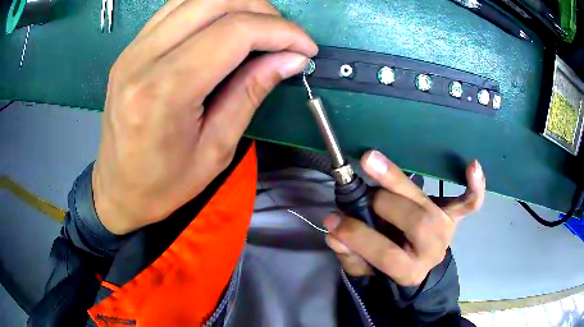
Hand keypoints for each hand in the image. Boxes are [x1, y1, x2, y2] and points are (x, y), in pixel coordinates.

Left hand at [92, 0, 317, 234]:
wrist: (118, 189)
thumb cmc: (164, 184)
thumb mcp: (216, 149)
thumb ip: (251, 92)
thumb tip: (291, 58)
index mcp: (163, 92)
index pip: (234, 32)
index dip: (281, 31)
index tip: (306, 47)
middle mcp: (142, 58)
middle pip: (215, 1)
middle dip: (262, 10)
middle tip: (283, 36)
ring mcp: (132, 49)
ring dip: (237, 4)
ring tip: (259, 29)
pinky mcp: (130, 48)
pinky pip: (176, 7)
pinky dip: (209, 8)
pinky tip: (224, 27)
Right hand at [324, 151, 485, 285]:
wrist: (417, 264)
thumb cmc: (388, 268)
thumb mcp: (365, 271)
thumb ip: (351, 256)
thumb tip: (335, 233)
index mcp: (410, 270)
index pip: (386, 253)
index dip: (358, 236)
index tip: (333, 220)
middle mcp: (432, 249)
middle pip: (414, 222)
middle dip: (382, 204)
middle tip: (360, 194)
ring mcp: (445, 229)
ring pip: (427, 205)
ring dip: (398, 181)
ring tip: (371, 161)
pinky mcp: (452, 216)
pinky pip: (468, 203)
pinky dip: (474, 186)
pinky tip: (472, 165)